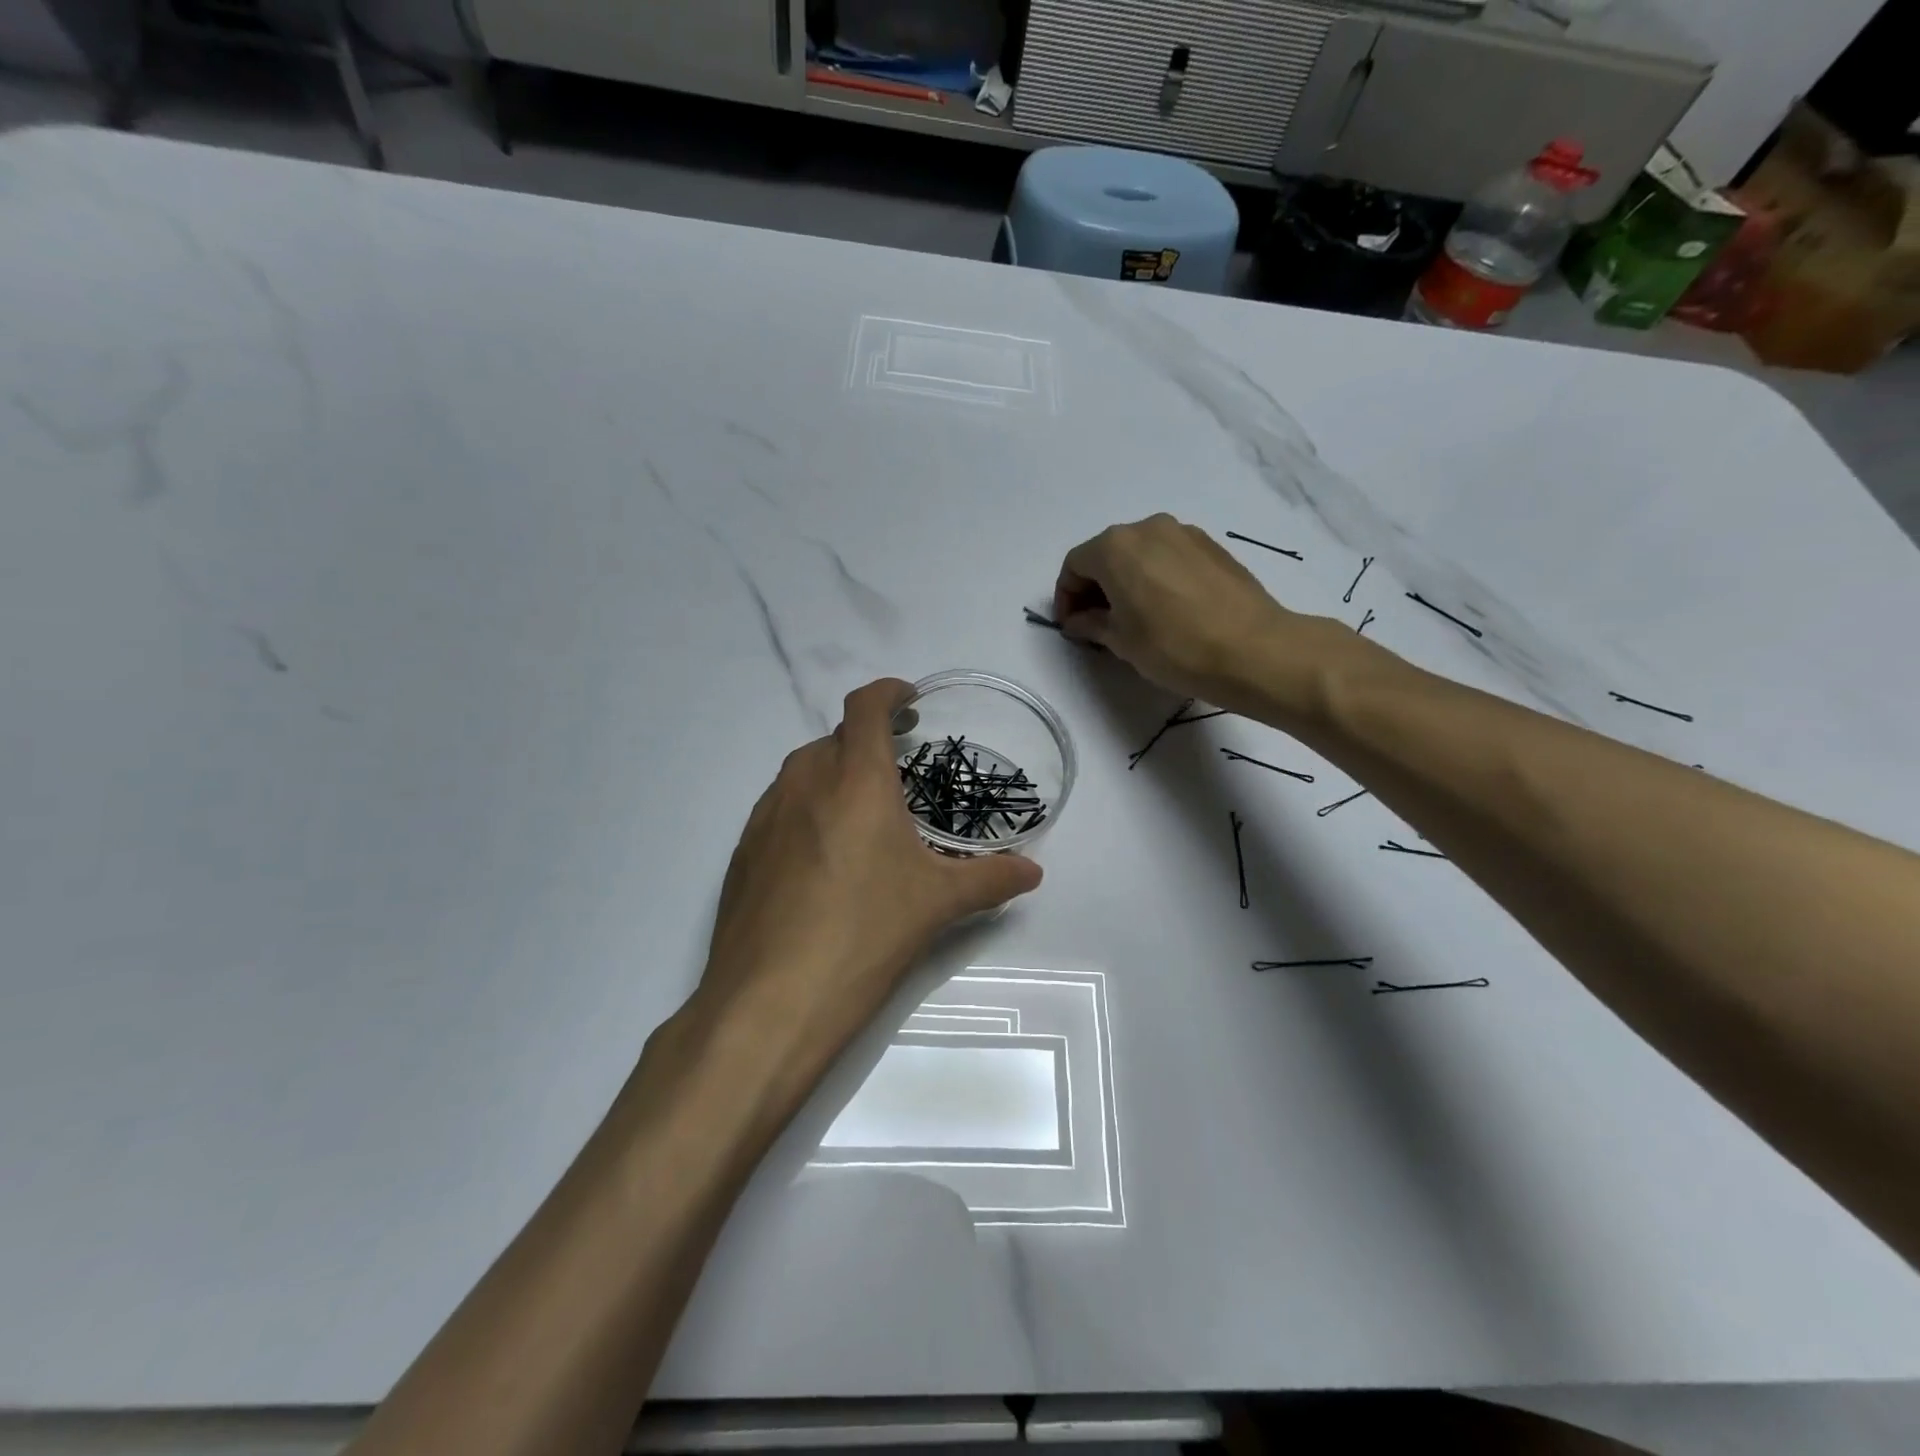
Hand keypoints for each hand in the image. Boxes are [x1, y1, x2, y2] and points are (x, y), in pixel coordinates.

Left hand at [695, 678, 1042, 1098]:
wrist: (770, 1001)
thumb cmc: (865, 935)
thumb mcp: (937, 904)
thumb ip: (990, 879)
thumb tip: (1033, 872)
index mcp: (856, 781)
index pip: (866, 707)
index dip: (889, 693)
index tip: (910, 701)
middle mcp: (804, 784)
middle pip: (834, 739)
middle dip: (866, 742)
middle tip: (897, 774)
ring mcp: (765, 817)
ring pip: (801, 772)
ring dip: (832, 775)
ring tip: (860, 816)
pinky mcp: (741, 853)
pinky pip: (777, 810)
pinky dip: (803, 811)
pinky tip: (820, 860)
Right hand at [1053, 515, 1301, 704]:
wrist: (1253, 650)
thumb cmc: (1173, 646)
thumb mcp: (1121, 640)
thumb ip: (1092, 623)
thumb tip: (1079, 620)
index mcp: (1116, 546)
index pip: (1075, 565)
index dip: (1066, 596)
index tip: (1070, 626)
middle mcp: (1148, 527)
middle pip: (1106, 553)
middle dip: (1094, 587)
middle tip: (1096, 623)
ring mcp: (1184, 533)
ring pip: (1140, 553)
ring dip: (1126, 581)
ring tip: (1132, 618)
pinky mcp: (1212, 547)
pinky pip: (1168, 557)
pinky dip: (1155, 577)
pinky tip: (1165, 610)